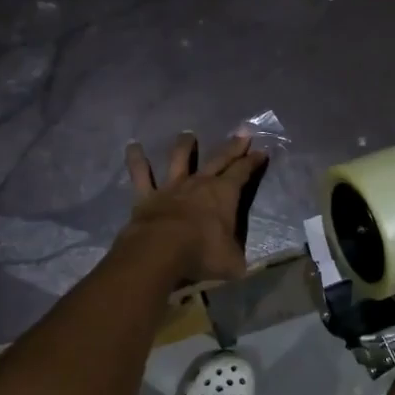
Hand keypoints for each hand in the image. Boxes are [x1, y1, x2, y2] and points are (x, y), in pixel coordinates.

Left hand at [121, 131, 267, 284]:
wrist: (160, 252)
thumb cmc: (202, 254)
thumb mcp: (232, 262)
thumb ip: (237, 257)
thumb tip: (241, 263)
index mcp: (225, 194)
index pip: (243, 172)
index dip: (253, 162)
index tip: (262, 151)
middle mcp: (200, 183)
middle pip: (219, 159)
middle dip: (233, 145)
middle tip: (243, 131)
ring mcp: (172, 187)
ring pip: (179, 158)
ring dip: (185, 145)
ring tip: (188, 134)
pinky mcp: (147, 195)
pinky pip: (140, 174)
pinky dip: (136, 160)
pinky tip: (132, 147)